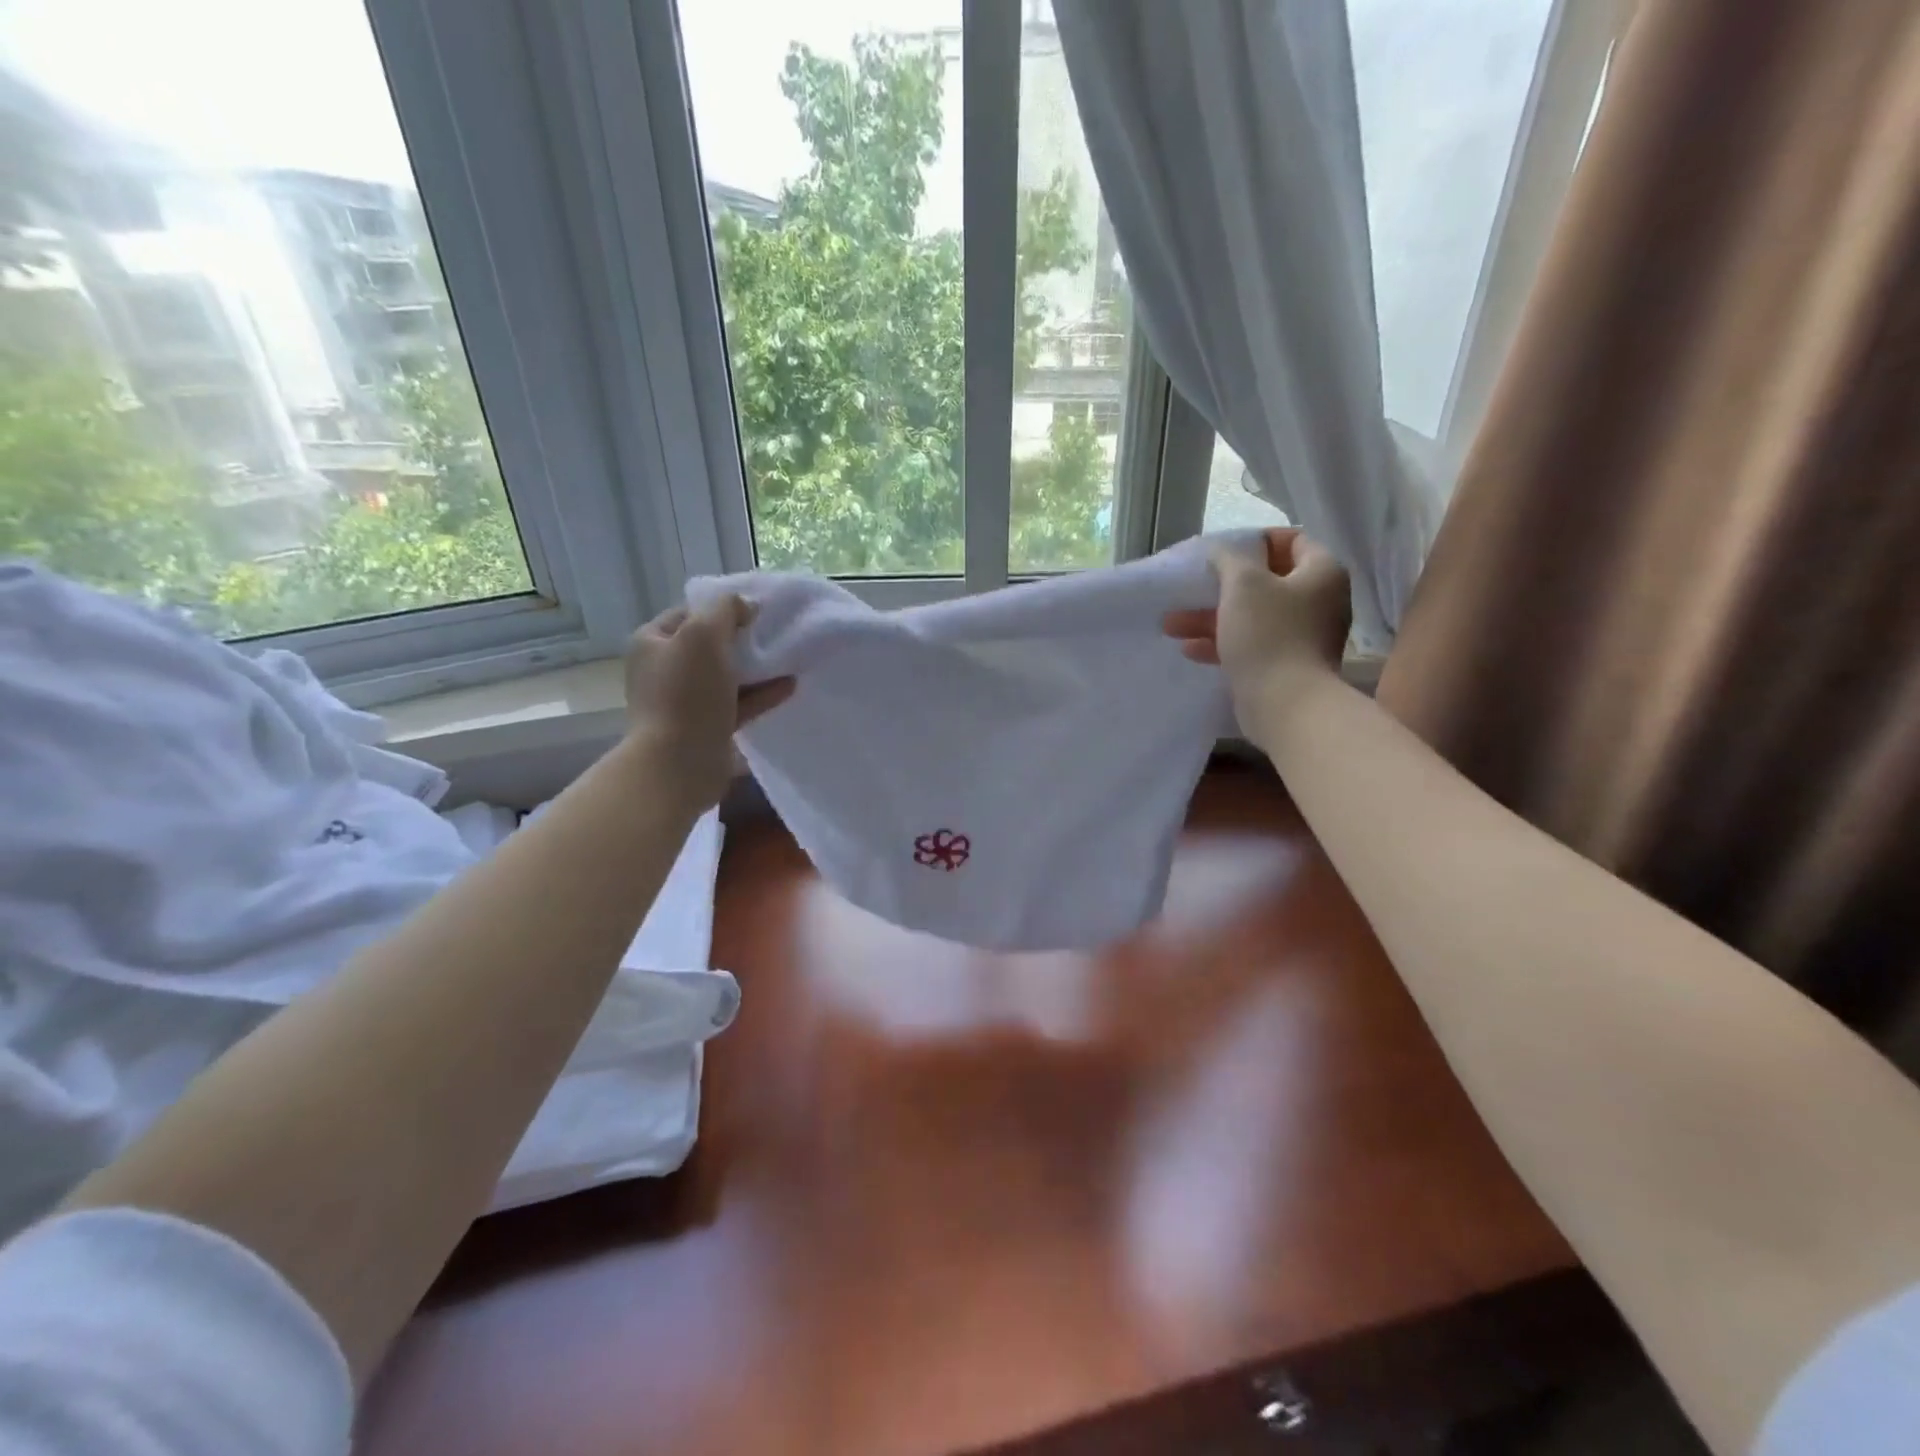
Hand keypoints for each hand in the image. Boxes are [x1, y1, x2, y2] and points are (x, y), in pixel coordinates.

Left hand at [623, 596, 794, 809]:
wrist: (678, 764)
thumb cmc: (686, 694)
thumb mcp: (703, 635)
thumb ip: (725, 610)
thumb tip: (745, 606)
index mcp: (653, 643)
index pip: (690, 613)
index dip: (722, 608)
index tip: (756, 611)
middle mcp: (665, 670)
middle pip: (710, 645)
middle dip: (743, 639)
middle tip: (775, 633)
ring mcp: (685, 701)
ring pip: (726, 676)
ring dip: (757, 668)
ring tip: (789, 659)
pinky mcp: (707, 727)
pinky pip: (738, 704)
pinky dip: (762, 695)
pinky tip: (790, 687)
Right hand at [1163, 528, 1350, 717]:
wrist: (1285, 704)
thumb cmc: (1268, 634)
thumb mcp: (1242, 583)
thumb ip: (1228, 558)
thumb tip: (1221, 551)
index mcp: (1321, 573)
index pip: (1292, 541)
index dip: (1255, 542)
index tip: (1221, 551)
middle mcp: (1320, 602)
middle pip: (1266, 582)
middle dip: (1221, 587)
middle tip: (1189, 590)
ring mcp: (1304, 637)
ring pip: (1253, 616)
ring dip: (1212, 617)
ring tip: (1172, 624)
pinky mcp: (1287, 666)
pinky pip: (1252, 645)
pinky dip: (1223, 643)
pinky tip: (1190, 649)